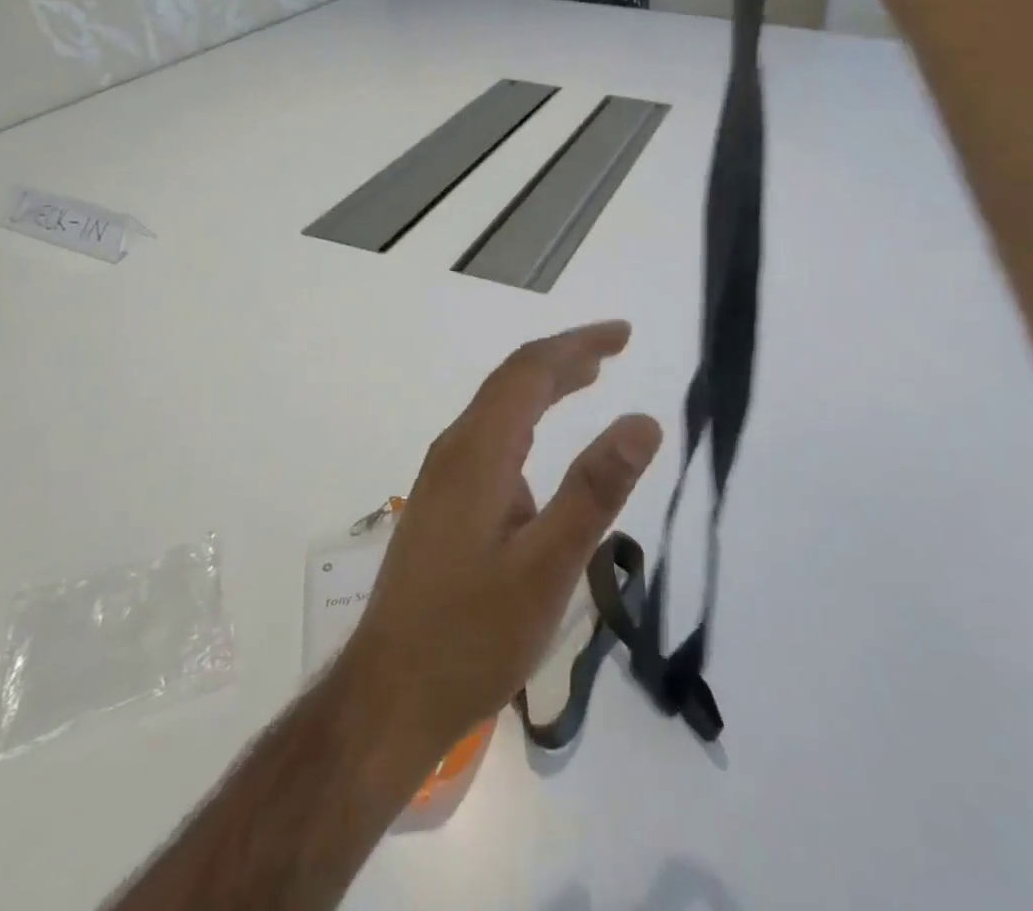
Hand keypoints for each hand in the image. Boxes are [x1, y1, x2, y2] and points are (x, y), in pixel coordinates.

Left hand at [339, 322, 662, 758]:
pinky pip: (490, 436)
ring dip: (544, 385)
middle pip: (512, 380)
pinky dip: (527, 418)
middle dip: (565, 356)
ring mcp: (443, 476)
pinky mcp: (443, 502)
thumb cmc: (472, 635)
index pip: (531, 371)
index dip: (578, 343)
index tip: (624, 335)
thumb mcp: (547, 568)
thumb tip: (643, 421)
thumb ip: (595, 491)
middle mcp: (455, 449)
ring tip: (588, 378)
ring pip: (499, 407)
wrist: (389, 696)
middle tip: (615, 348)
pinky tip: (541, 445)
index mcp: (479, 451)